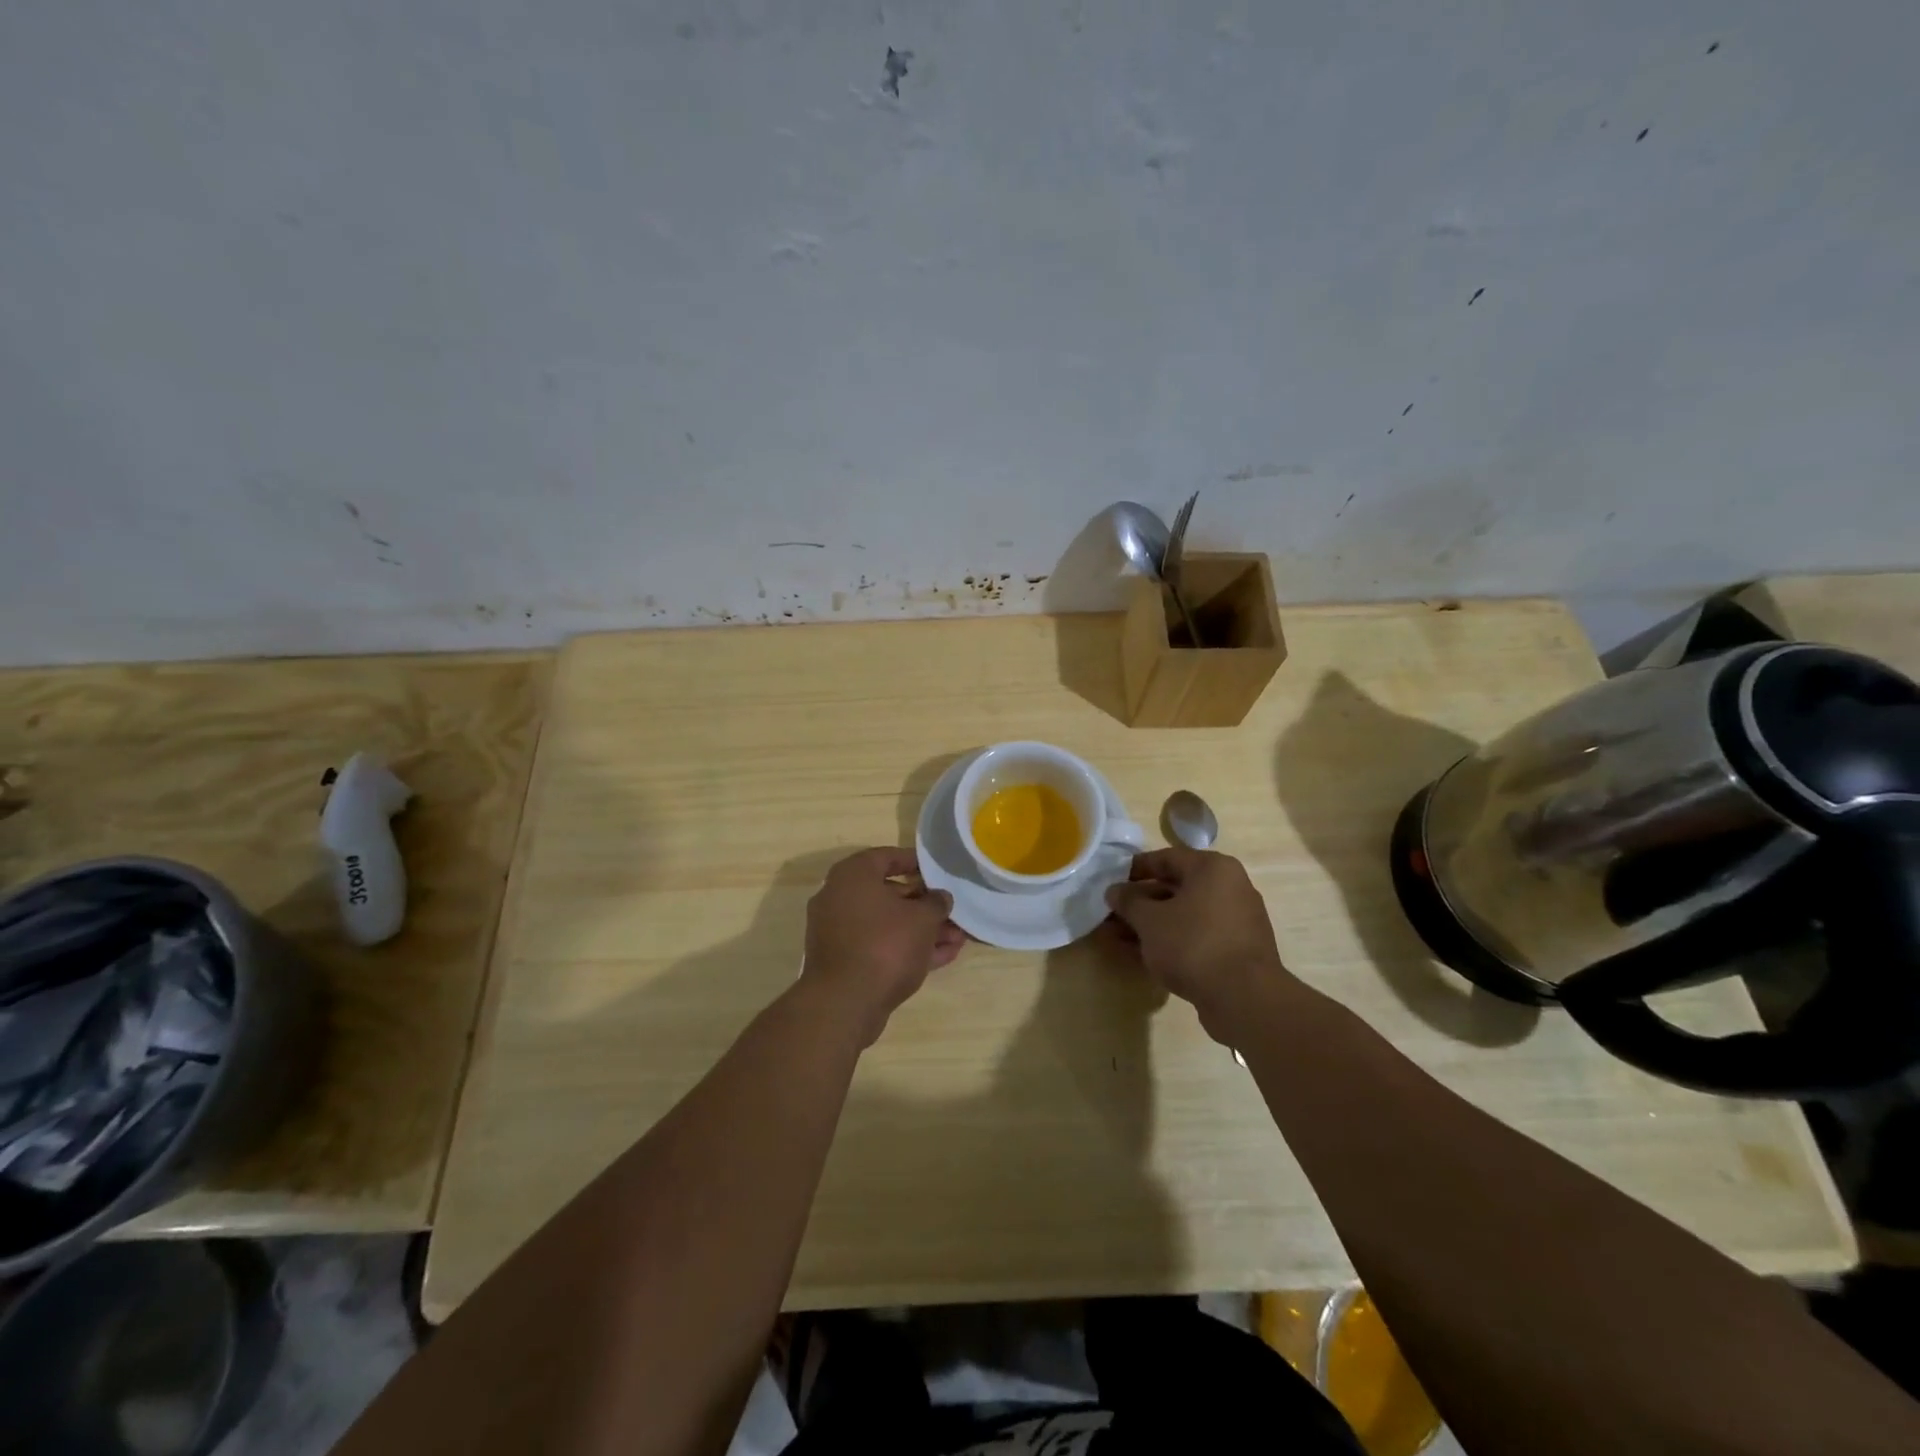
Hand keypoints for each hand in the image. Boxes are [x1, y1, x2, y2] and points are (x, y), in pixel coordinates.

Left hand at [803, 848, 965, 1044]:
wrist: (844, 1003)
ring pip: (887, 924)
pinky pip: (879, 946)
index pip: (887, 856)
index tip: (939, 871)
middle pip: (889, 893)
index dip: (916, 862)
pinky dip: (907, 948)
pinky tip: (942, 956)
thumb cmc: (885, 945)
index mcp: (853, 875)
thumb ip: (936, 903)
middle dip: (925, 905)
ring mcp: (839, 931)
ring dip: (922, 930)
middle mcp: (839, 897)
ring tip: (957, 938)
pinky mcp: (843, 961)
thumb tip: (940, 897)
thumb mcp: (922, 919)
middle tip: (952, 911)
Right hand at [1104, 847, 1291, 1044]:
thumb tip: (1114, 891)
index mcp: (1213, 868)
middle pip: (1177, 887)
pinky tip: (1147, 955)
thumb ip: (1129, 902)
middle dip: (1142, 902)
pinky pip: (1198, 935)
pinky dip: (1173, 940)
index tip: (1112, 881)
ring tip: (1121, 937)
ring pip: (1186, 914)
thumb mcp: (1150, 920)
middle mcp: (1231, 887)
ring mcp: (1238, 920)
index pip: (1167, 858)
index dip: (1135, 868)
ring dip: (1153, 923)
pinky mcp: (1239, 949)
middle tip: (1113, 913)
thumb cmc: (1193, 944)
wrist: (1244, 999)